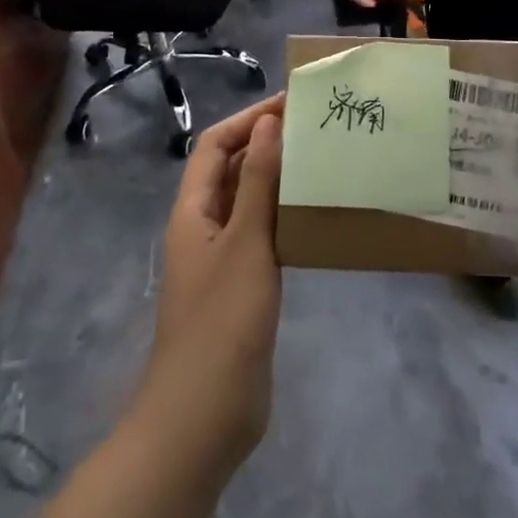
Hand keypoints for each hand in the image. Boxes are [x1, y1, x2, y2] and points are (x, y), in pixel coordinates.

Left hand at [140, 95, 285, 467]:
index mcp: (193, 211)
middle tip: (317, 129)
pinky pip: (264, 235)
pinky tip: (318, 216)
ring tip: (324, 162)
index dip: (249, 119)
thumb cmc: (222, 321)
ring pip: (250, 203)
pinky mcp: (243, 286)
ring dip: (280, 180)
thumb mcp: (245, 243)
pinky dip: (286, 217)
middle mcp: (203, 227)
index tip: (292, 103)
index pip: (215, 145)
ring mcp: (222, 258)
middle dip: (267, 144)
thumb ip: (259, 182)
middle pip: (232, 170)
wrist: (205, 414)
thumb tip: (269, 122)